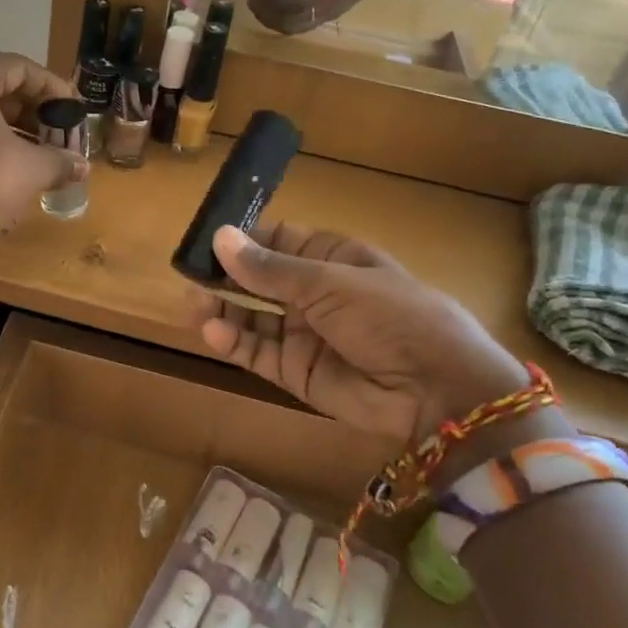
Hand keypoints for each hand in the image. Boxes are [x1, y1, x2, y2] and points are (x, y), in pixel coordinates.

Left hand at [0, 52, 86, 267]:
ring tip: (40, 152)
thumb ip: (60, 160)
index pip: (21, 68)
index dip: (53, 89)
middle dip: (32, 109)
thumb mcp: (30, 170)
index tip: (74, 111)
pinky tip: (8, 163)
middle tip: (59, 133)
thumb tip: (81, 166)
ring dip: (10, 125)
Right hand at [191, 224, 566, 459]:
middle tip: (190, 279)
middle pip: (259, 280)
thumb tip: (219, 238)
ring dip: (222, 311)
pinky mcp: (297, 372)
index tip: (206, 242)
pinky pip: (258, 353)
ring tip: (192, 307)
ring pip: (252, 318)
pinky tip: (211, 332)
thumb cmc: (389, 315)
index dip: (243, 241)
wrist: (436, 390)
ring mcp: (305, 334)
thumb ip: (270, 268)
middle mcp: (315, 293)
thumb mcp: (329, 282)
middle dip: (226, 278)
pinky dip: (233, 343)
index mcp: (332, 258)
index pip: (278, 241)